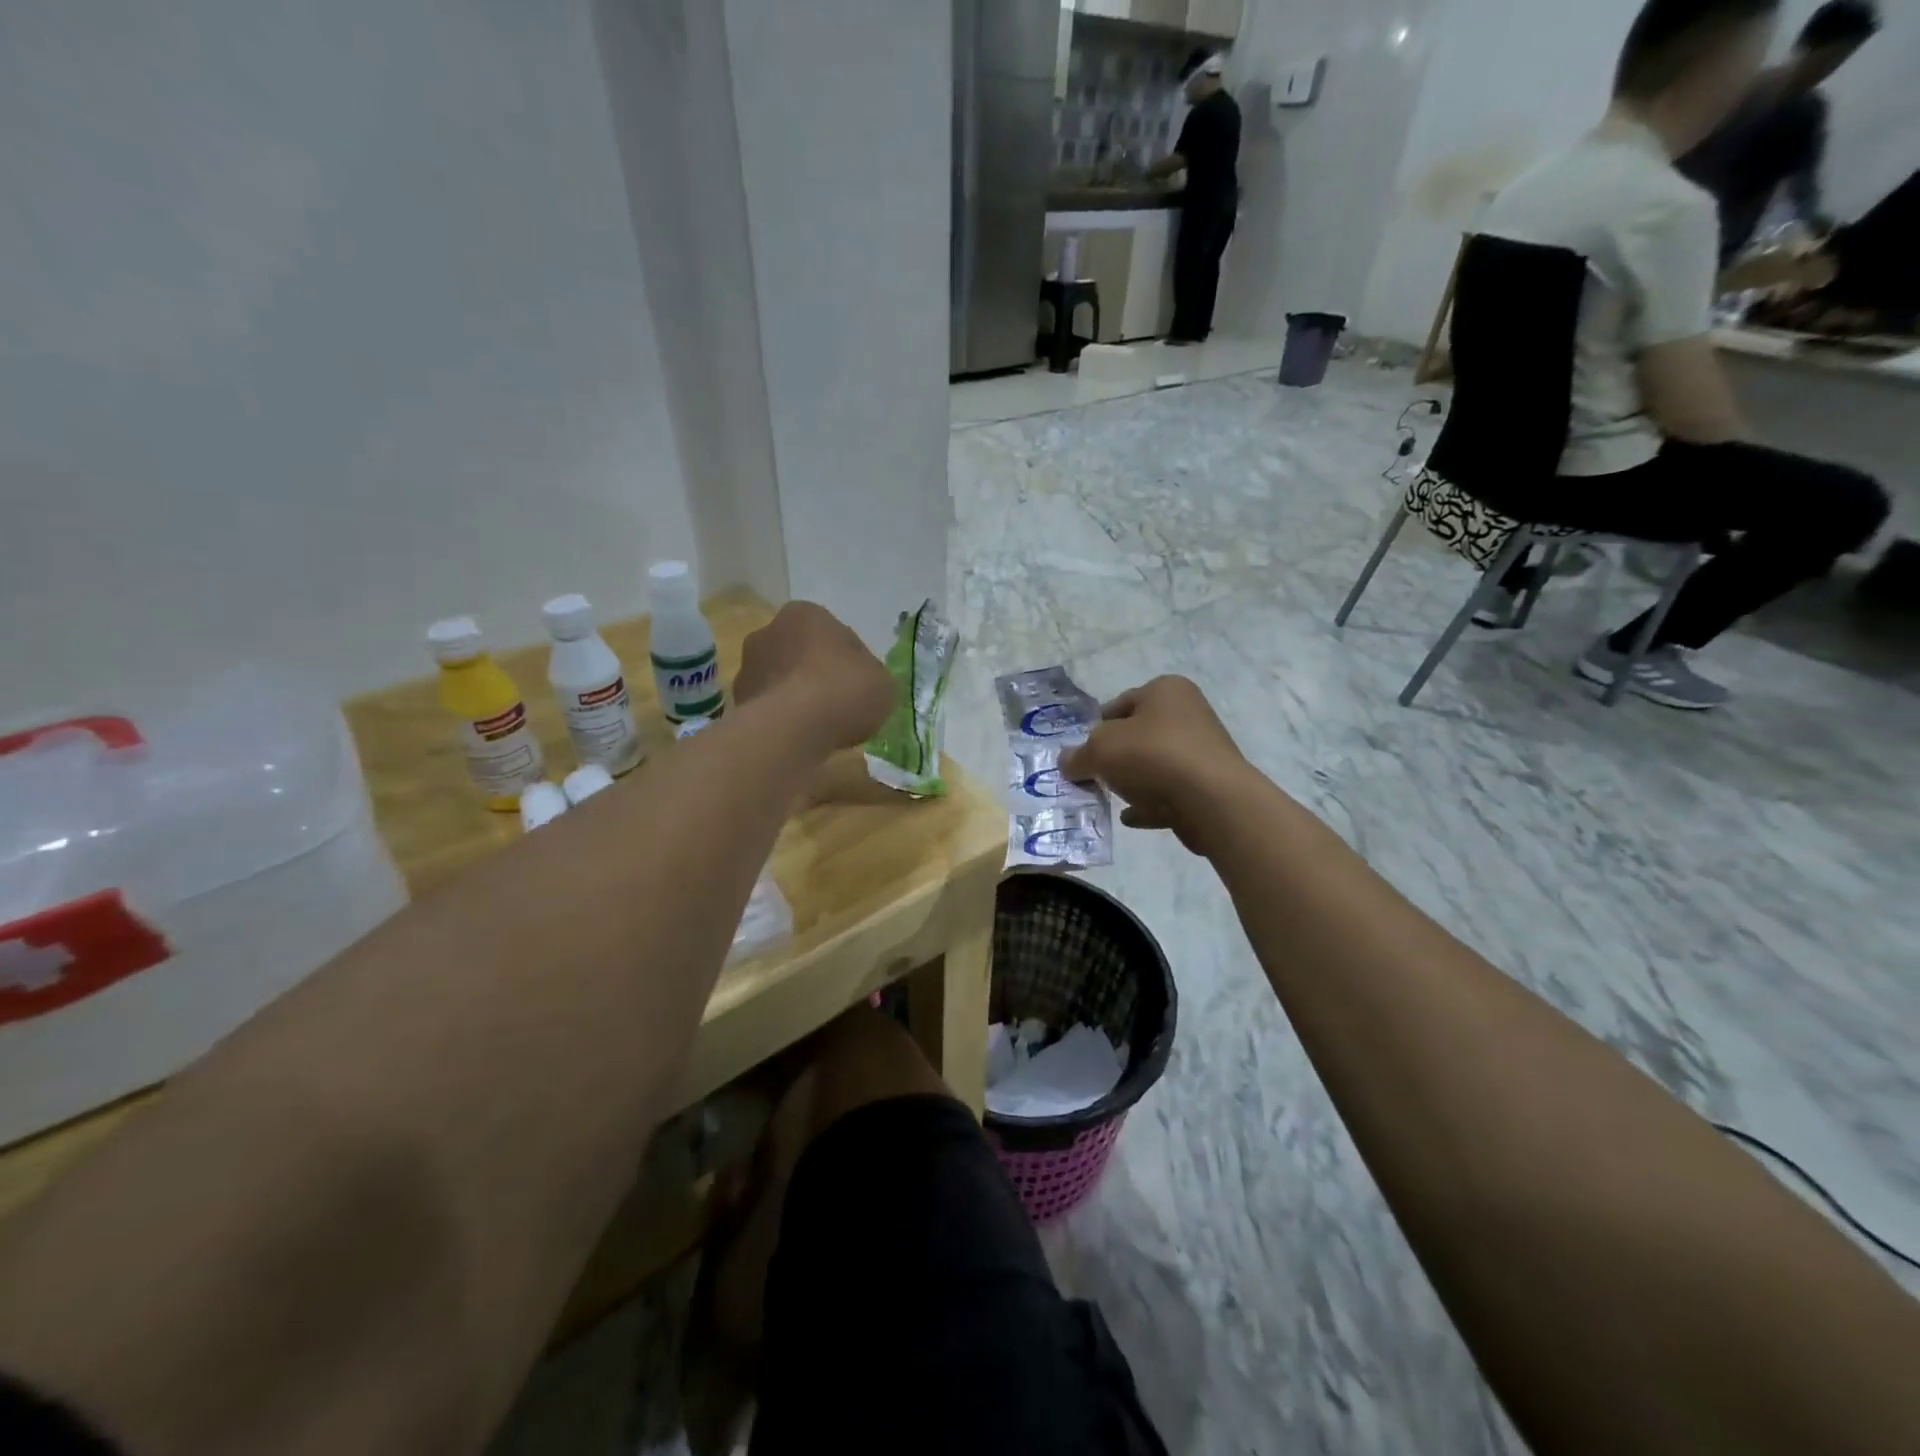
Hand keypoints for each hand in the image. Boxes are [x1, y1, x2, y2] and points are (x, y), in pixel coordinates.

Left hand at [735, 601, 894, 751]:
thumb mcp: (883, 682)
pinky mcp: (737, 702)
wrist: (795, 728)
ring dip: (796, 698)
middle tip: (839, 705)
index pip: (834, 634)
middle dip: (816, 675)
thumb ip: (873, 677)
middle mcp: (768, 631)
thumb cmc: (844, 690)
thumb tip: (864, 684)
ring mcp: (747, 667)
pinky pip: (769, 709)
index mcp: (806, 614)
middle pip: (801, 654)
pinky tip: (801, 738)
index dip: (850, 661)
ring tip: (820, 727)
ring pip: (781, 682)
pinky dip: (782, 720)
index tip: (860, 686)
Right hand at [1059, 676, 1250, 855]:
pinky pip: (1170, 792)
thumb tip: (1066, 761)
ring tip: (1111, 799)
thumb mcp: (1100, 750)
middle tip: (1093, 777)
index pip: (1119, 704)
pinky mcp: (1209, 785)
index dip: (1096, 729)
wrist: (1212, 800)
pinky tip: (1131, 817)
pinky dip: (1150, 803)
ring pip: (1155, 765)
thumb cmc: (1152, 756)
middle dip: (1114, 757)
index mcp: (1165, 690)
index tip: (1083, 753)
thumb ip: (1078, 755)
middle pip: (1138, 735)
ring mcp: (1202, 751)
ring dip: (1132, 781)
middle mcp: (1188, 713)